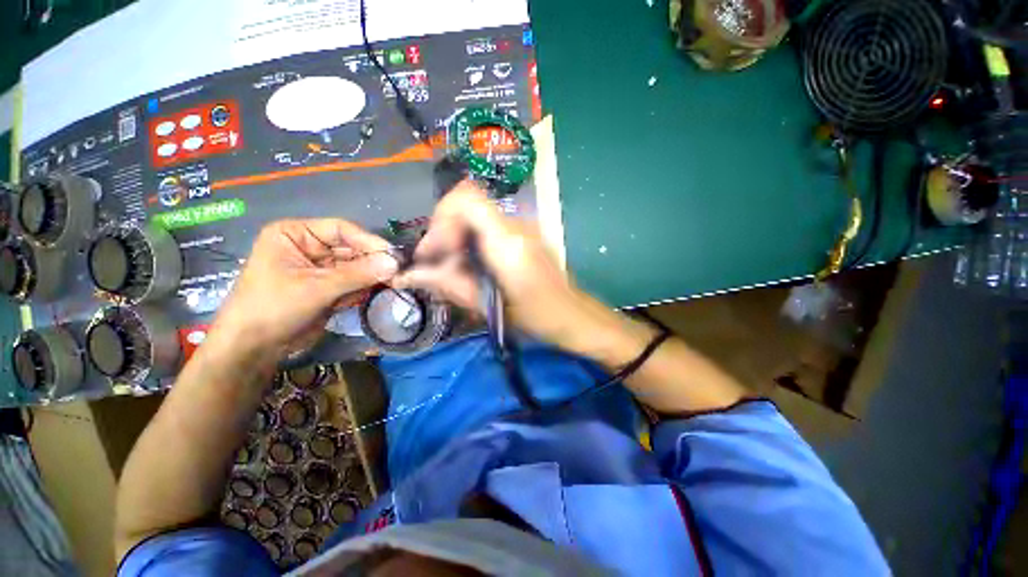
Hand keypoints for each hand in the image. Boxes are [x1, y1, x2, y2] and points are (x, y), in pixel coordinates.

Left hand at [209, 219, 397, 362]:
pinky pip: (353, 282)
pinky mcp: (328, 286)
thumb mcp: (316, 288)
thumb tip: (395, 263)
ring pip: (356, 267)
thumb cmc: (273, 308)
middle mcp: (310, 247)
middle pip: (352, 249)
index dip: (368, 241)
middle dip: (371, 263)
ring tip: (383, 288)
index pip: (341, 229)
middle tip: (396, 274)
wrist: (254, 348)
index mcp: (296, 234)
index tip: (394, 255)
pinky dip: (359, 291)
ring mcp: (320, 268)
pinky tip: (354, 302)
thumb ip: (358, 274)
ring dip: (368, 279)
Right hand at [395, 181, 637, 356]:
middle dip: (445, 232)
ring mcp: (524, 227)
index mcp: (508, 241)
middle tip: (437, 265)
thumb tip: (410, 275)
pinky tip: (473, 267)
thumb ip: (450, 285)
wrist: (575, 317)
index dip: (441, 218)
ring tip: (453, 270)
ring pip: (476, 217)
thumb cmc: (537, 318)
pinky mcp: (526, 234)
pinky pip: (489, 227)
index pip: (466, 199)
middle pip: (467, 206)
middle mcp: (516, 225)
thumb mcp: (489, 307)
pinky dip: (472, 242)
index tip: (434, 251)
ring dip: (457, 239)